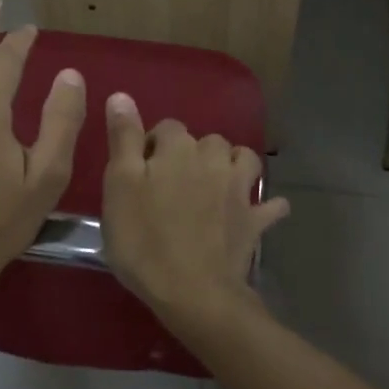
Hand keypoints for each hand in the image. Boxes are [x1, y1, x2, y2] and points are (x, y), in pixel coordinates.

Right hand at [100, 92, 289, 322]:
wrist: (193, 292)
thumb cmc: (144, 239)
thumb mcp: (119, 186)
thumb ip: (124, 138)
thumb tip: (122, 96)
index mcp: (178, 149)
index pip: (166, 128)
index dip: (152, 145)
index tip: (140, 172)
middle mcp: (214, 160)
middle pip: (206, 141)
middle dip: (192, 154)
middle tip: (173, 184)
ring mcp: (239, 190)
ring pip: (243, 159)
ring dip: (232, 165)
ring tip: (215, 183)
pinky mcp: (254, 221)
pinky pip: (270, 206)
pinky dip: (265, 205)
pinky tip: (258, 210)